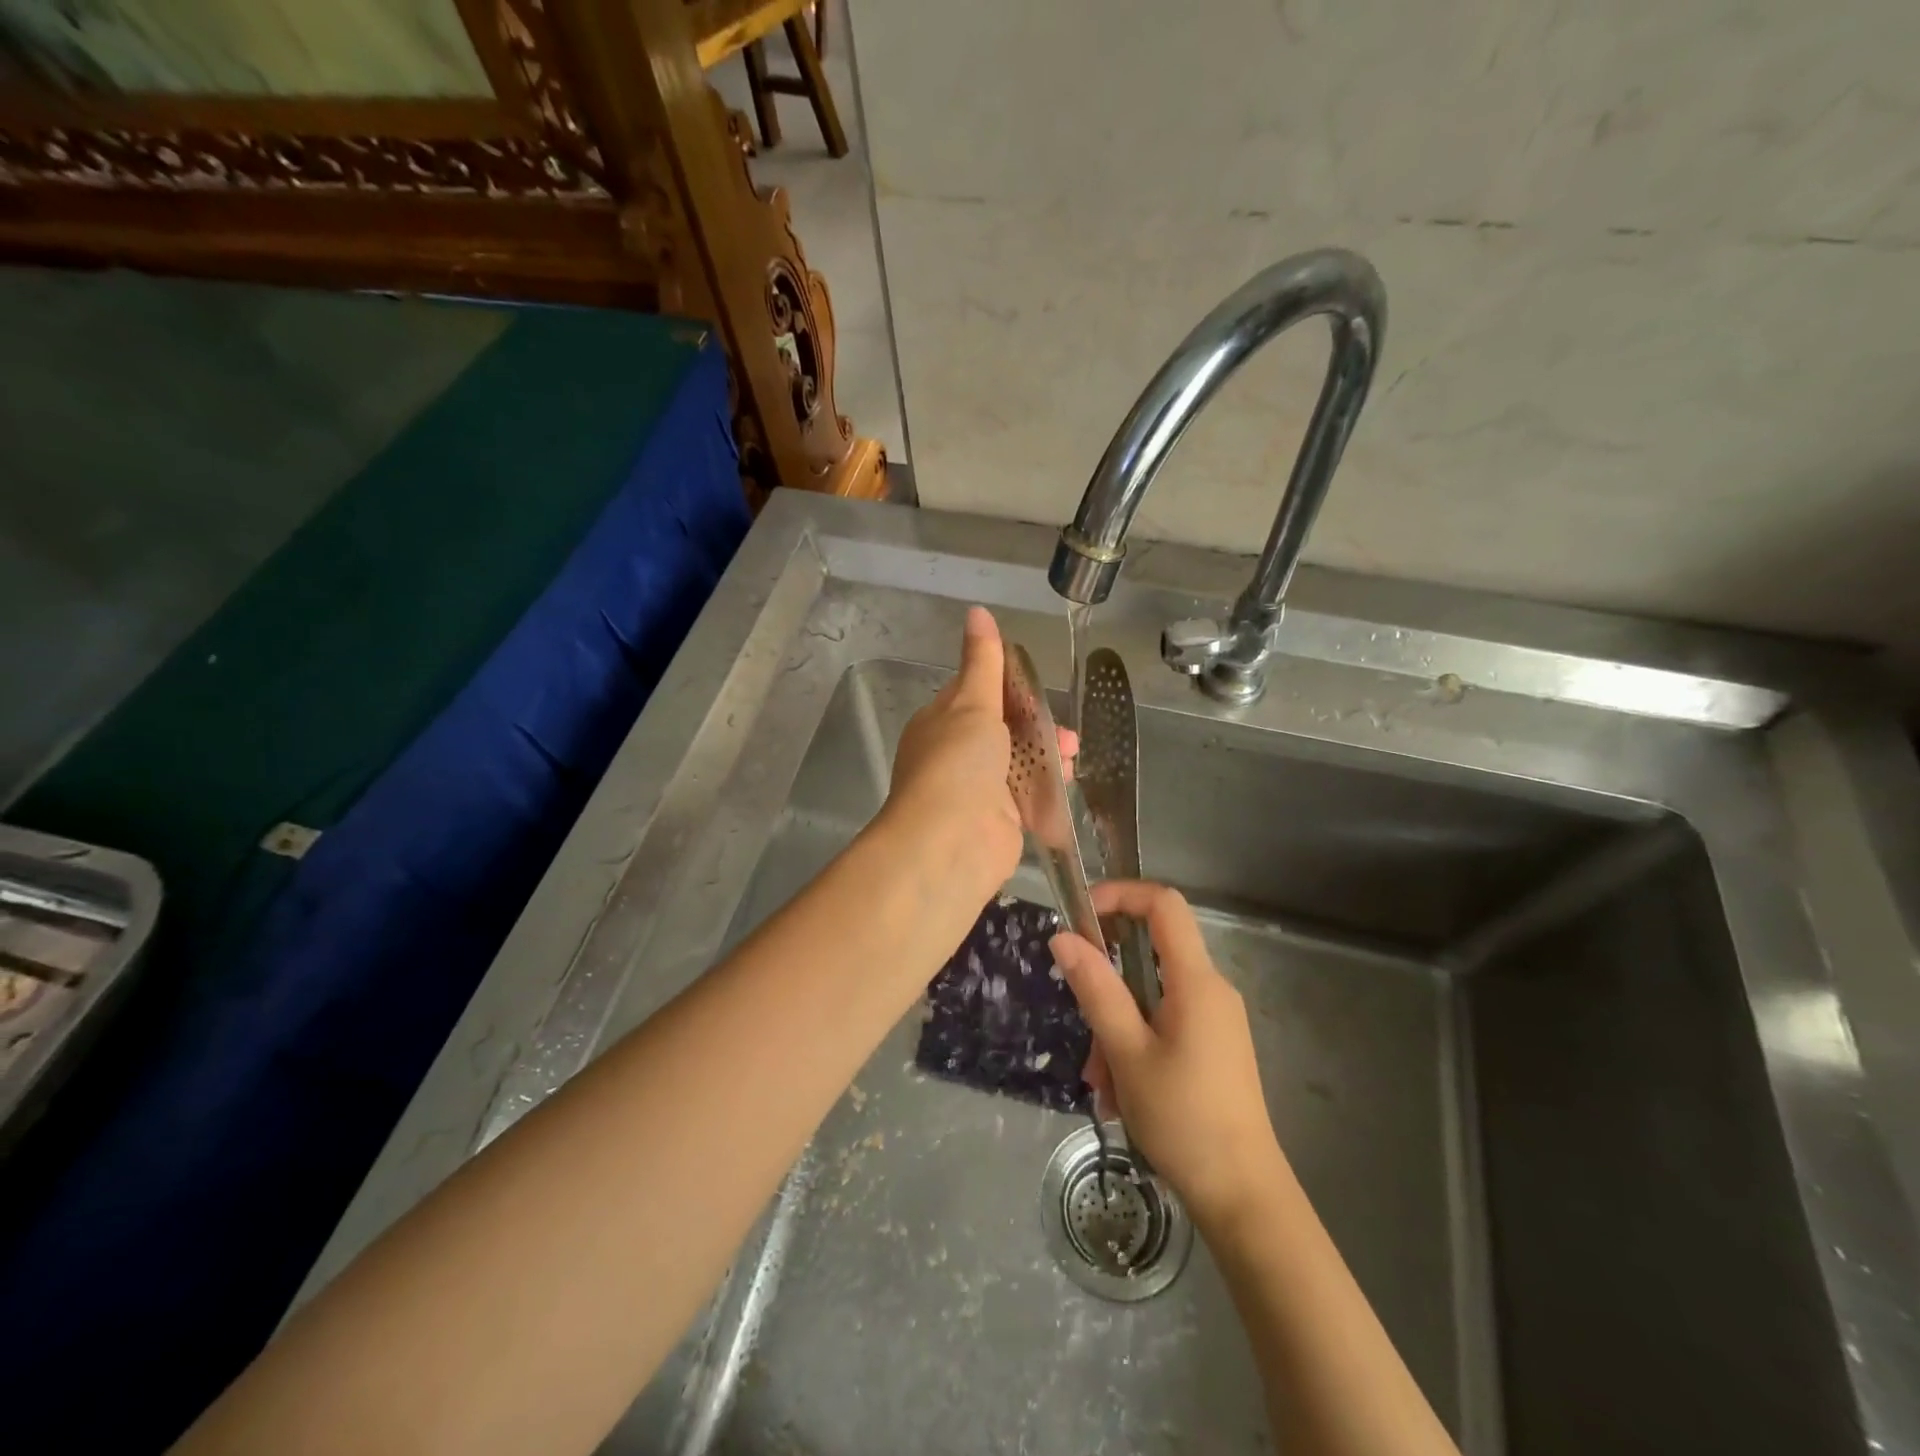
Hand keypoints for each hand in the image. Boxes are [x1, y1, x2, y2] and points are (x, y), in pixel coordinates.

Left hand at [877, 606, 1075, 917]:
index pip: (976, 694)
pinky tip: (1068, 781)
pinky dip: (1049, 788)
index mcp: (941, 722)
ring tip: (1072, 756)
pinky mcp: (1001, 821)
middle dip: (1038, 726)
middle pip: (1005, 731)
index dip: (1009, 688)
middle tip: (1066, 732)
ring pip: (1022, 763)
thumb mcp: (972, 702)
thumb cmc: (958, 762)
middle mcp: (957, 755)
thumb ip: (983, 660)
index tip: (1037, 685)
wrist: (952, 842)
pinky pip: (1030, 797)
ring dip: (1050, 756)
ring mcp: (979, 791)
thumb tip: (977, 610)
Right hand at [1051, 880, 1286, 1230]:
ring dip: (1116, 1029)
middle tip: (1084, 1033)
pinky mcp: (1213, 1046)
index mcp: (1196, 981)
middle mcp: (1211, 989)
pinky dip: (1135, 1045)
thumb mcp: (1127, 1052)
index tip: (1081, 919)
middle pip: (1149, 955)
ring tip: (1103, 1085)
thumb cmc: (1183, 1119)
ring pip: (1150, 997)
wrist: (1244, 1195)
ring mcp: (1215, 1019)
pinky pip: (1164, 1023)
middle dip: (1107, 986)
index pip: (1163, 904)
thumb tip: (1063, 937)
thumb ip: (1096, 989)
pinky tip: (1122, 1095)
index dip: (1120, 895)